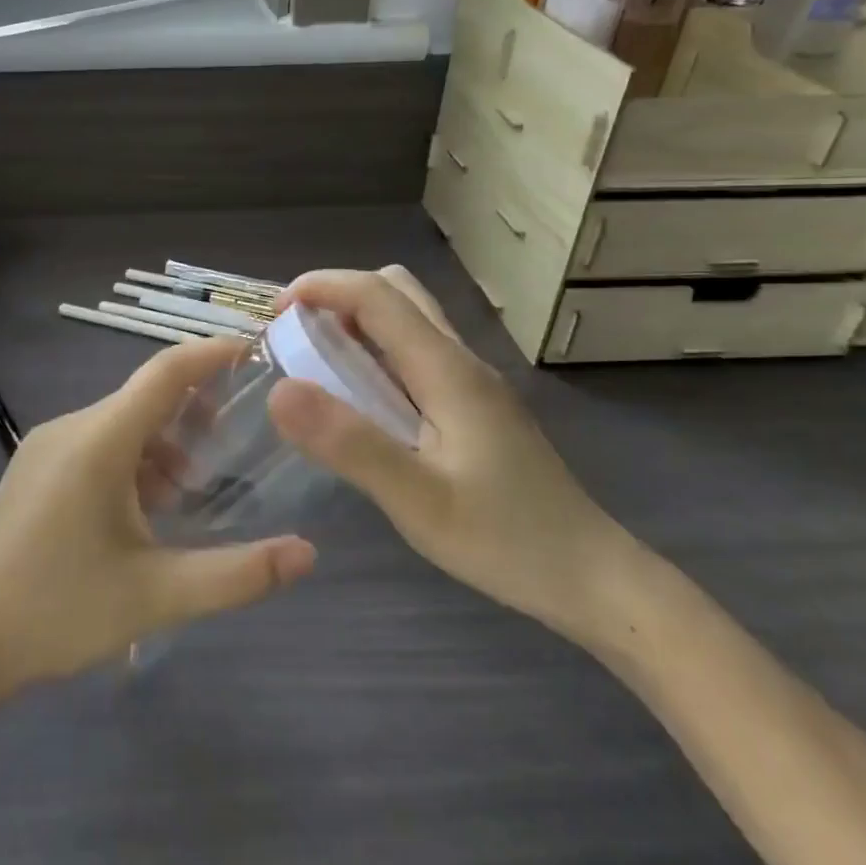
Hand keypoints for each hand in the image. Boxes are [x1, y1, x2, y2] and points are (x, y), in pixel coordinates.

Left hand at [0, 337, 316, 695]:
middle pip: (145, 397)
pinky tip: (143, 509)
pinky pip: (96, 442)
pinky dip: (132, 459)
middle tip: (236, 442)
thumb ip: (237, 574)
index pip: (165, 372)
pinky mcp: (35, 467)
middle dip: (194, 412)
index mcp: (99, 440)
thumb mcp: (157, 595)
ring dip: (162, 444)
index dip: (211, 354)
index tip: (254, 352)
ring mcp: (46, 445)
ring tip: (189, 492)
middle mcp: (72, 427)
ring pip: (121, 423)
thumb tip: (307, 554)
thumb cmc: (60, 610)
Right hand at [266, 267, 635, 642]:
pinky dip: (376, 353)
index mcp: (447, 369)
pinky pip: (415, 353)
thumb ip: (349, 443)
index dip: (322, 286)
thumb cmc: (505, 540)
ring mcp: (471, 382)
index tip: (275, 312)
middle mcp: (460, 360)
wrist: (590, 577)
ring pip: (408, 320)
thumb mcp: (417, 500)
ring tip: (317, 367)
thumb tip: (279, 390)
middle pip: (396, 291)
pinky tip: (361, 403)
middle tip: (297, 339)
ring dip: (357, 324)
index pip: (378, 294)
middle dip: (338, 297)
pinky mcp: (474, 405)